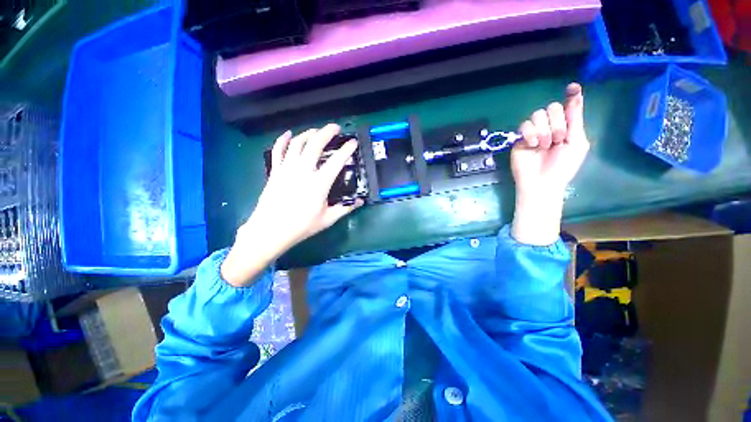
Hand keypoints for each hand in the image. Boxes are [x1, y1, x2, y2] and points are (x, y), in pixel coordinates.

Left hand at [221, 124, 361, 285]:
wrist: (270, 230)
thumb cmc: (301, 226)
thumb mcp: (327, 219)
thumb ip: (345, 208)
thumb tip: (359, 201)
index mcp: (319, 183)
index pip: (336, 161)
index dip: (346, 150)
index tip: (352, 143)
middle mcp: (303, 171)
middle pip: (315, 144)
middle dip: (327, 132)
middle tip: (335, 128)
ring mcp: (287, 169)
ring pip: (297, 143)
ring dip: (308, 134)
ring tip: (316, 132)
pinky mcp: (275, 171)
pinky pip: (278, 150)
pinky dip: (283, 140)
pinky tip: (288, 134)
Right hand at [511, 83, 589, 244]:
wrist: (541, 182)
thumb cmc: (563, 166)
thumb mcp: (577, 143)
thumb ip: (575, 119)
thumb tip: (575, 92)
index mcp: (567, 127)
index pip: (568, 105)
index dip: (571, 95)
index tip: (573, 87)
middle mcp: (550, 126)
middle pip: (552, 107)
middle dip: (557, 123)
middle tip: (558, 139)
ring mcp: (534, 132)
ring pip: (537, 115)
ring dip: (544, 130)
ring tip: (544, 145)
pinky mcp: (520, 138)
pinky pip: (524, 125)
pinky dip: (530, 134)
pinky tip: (533, 144)